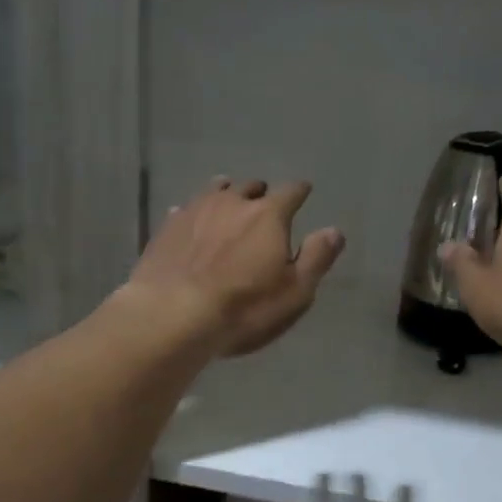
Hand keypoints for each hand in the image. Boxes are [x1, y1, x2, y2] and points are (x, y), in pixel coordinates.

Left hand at [128, 177, 344, 356]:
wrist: (173, 314)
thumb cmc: (244, 306)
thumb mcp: (295, 291)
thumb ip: (316, 257)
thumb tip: (334, 230)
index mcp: (269, 215)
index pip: (291, 192)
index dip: (299, 191)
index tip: (303, 191)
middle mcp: (232, 203)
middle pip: (251, 187)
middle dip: (261, 193)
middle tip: (264, 202)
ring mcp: (195, 211)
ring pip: (215, 191)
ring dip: (226, 194)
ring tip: (229, 200)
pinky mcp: (167, 227)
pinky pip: (185, 209)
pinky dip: (195, 213)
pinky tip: (190, 221)